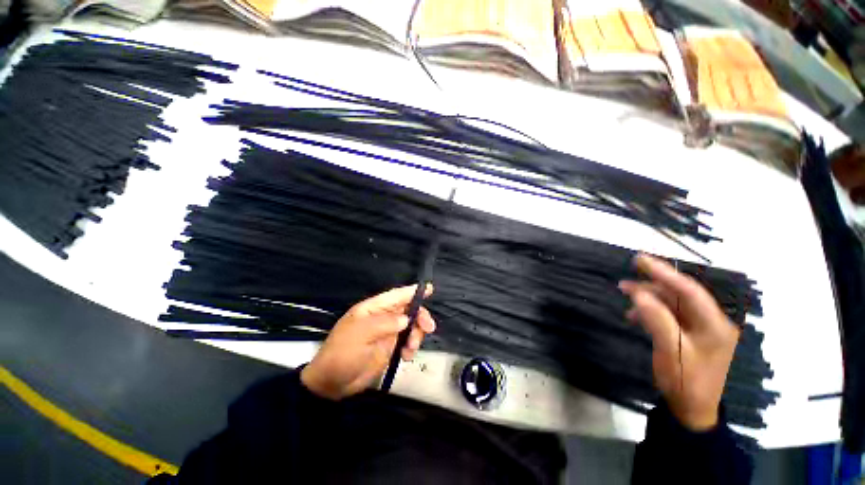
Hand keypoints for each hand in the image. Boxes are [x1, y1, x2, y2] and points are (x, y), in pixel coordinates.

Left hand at [300, 285, 435, 399]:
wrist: (332, 384)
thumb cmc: (343, 353)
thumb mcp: (361, 335)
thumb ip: (385, 323)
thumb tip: (406, 319)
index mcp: (373, 309)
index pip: (395, 296)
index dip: (412, 291)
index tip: (430, 289)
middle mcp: (382, 317)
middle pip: (407, 309)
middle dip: (420, 316)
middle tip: (428, 328)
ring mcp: (387, 332)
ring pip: (411, 325)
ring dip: (416, 334)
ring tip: (411, 348)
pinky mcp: (390, 347)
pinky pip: (407, 341)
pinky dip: (412, 346)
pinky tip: (407, 356)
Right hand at [619, 254, 739, 430]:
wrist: (691, 409)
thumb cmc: (684, 381)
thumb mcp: (670, 351)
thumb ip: (657, 320)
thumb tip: (639, 294)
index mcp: (714, 325)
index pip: (689, 291)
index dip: (665, 273)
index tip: (641, 260)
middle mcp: (711, 322)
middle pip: (681, 294)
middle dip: (654, 283)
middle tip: (629, 273)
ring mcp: (702, 328)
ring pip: (674, 303)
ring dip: (649, 296)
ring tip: (625, 292)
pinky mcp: (691, 334)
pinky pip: (670, 314)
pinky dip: (651, 310)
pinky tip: (635, 314)